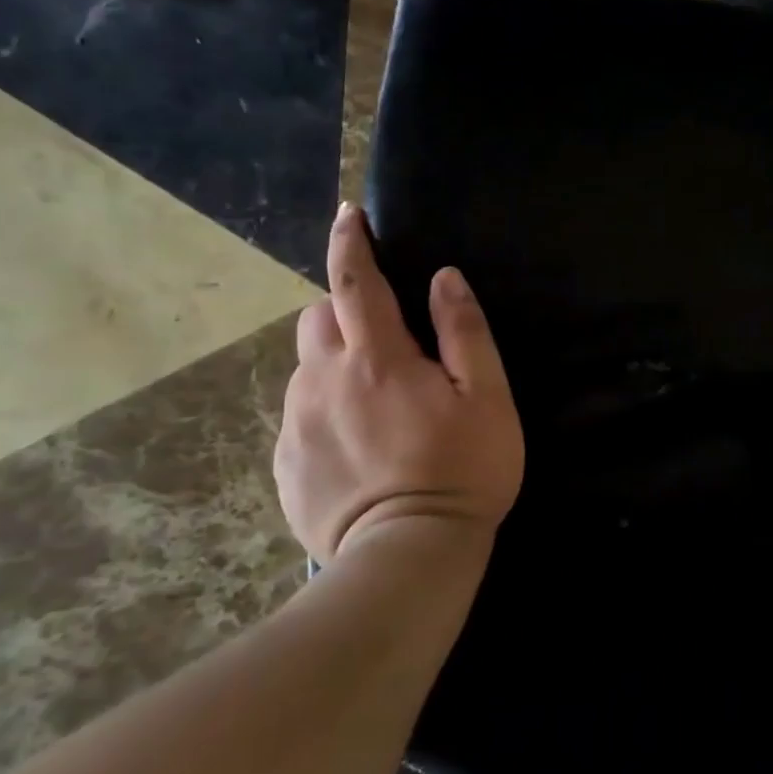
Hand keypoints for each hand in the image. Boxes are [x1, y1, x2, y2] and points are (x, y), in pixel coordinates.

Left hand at [275, 203, 523, 564]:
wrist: (407, 558)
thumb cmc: (463, 471)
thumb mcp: (487, 398)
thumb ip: (464, 333)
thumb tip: (443, 278)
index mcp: (376, 358)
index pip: (353, 281)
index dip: (351, 242)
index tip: (349, 215)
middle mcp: (323, 381)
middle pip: (316, 319)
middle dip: (343, 311)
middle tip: (386, 340)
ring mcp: (296, 425)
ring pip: (306, 368)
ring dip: (336, 363)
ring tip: (377, 401)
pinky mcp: (284, 466)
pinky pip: (300, 415)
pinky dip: (325, 409)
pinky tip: (360, 446)